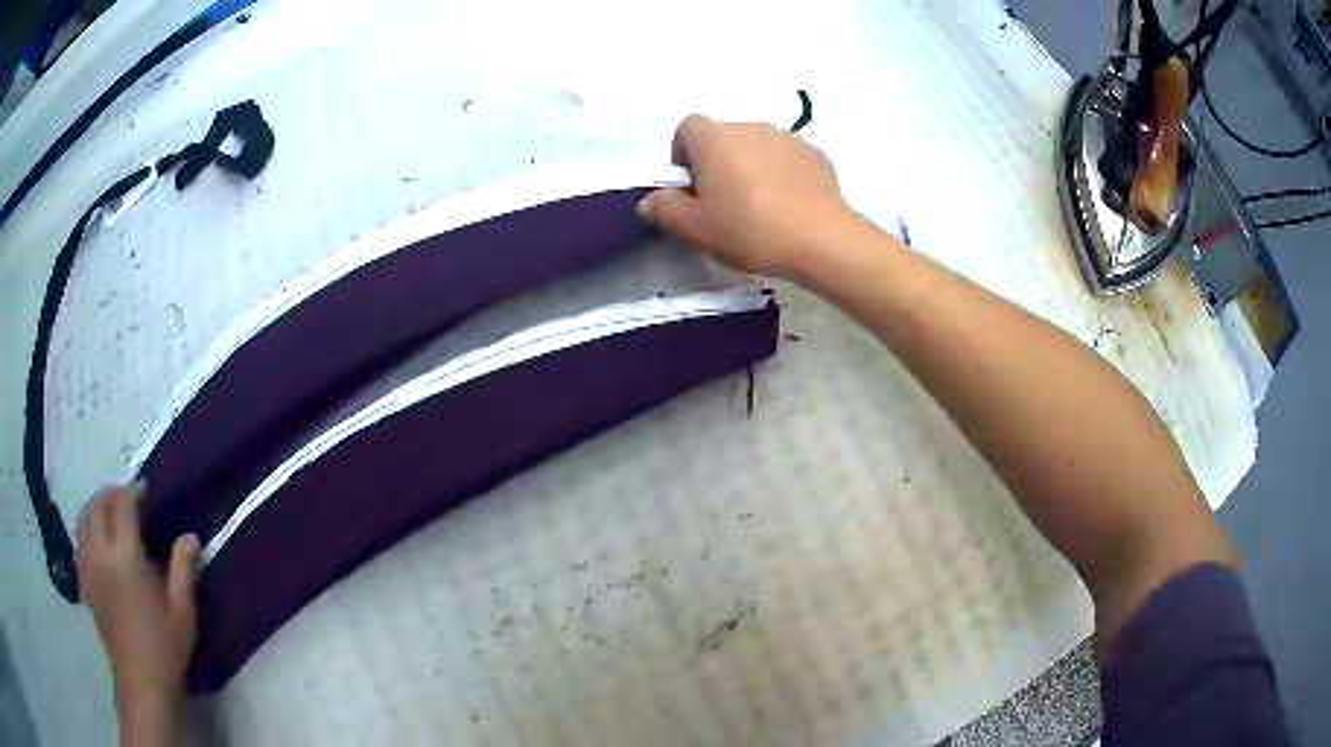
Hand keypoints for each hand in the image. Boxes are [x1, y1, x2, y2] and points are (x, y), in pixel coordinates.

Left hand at [77, 483, 198, 701]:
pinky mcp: (84, 581)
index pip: (122, 506)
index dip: (133, 492)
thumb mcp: (182, 612)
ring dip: (97, 509)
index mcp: (125, 558)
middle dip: (112, 496)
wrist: (141, 681)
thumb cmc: (164, 648)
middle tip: (130, 502)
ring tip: (113, 517)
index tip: (147, 493)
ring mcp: (88, 567)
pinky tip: (100, 543)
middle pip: (98, 506)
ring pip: (84, 519)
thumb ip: (183, 570)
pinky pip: (80, 541)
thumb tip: (190, 536)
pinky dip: (88, 530)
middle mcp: (101, 554)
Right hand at [638, 115, 857, 279]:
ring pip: (756, 147)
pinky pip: (787, 160)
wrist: (821, 239)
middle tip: (724, 204)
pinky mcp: (816, 155)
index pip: (686, 128)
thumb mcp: (694, 228)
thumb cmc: (749, 229)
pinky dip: (781, 175)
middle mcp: (750, 126)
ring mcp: (787, 138)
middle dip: (717, 164)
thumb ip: (664, 209)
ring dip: (751, 168)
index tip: (692, 188)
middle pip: (722, 138)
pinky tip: (788, 207)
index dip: (683, 155)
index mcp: (714, 137)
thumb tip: (652, 199)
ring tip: (760, 208)